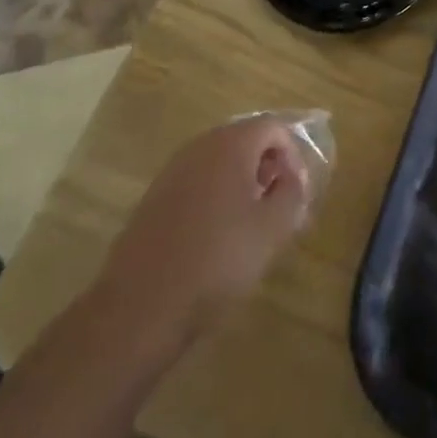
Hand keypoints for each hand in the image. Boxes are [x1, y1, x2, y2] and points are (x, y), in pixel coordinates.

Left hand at [89, 115, 313, 358]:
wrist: (139, 309)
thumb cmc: (216, 261)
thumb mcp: (272, 230)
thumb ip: (292, 194)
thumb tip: (291, 179)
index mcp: (231, 144)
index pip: (274, 128)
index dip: (293, 155)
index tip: (297, 192)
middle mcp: (199, 147)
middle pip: (245, 140)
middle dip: (267, 167)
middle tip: (277, 205)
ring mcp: (171, 172)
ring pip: (219, 162)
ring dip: (241, 183)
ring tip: (250, 223)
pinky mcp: (152, 200)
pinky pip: (196, 184)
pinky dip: (214, 197)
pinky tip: (216, 237)